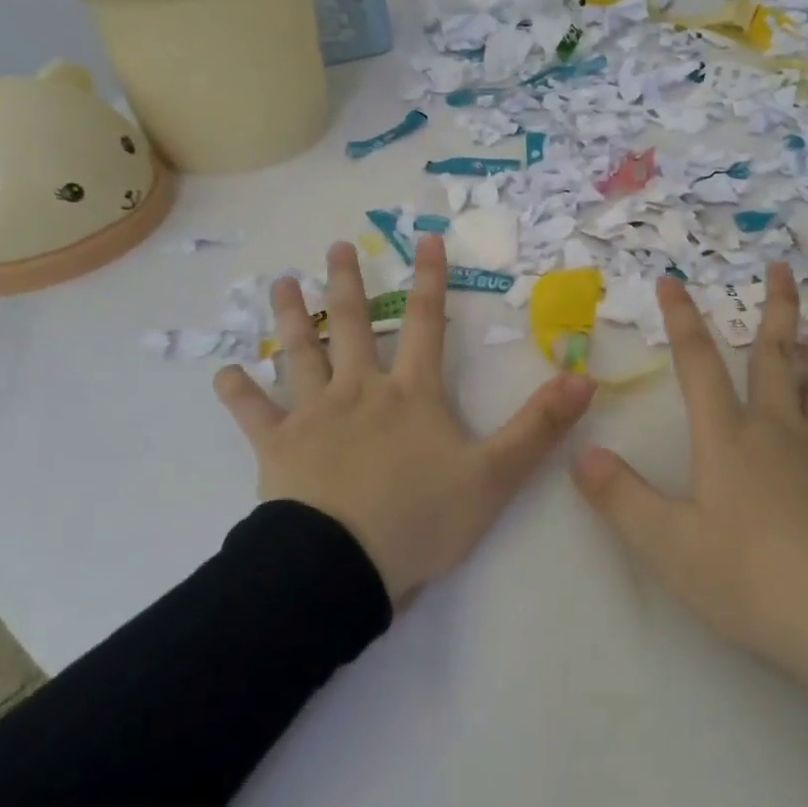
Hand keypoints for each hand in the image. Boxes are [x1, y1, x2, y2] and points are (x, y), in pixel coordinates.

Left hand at [215, 234, 594, 603]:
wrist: (342, 568)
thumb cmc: (421, 519)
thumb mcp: (494, 476)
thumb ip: (538, 427)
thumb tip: (584, 378)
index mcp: (412, 394)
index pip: (427, 323)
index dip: (430, 278)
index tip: (426, 238)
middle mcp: (361, 390)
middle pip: (354, 325)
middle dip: (349, 283)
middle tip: (336, 246)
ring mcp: (315, 416)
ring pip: (301, 354)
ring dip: (292, 317)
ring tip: (280, 283)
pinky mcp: (279, 448)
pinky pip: (254, 414)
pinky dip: (238, 393)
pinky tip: (223, 371)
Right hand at [571, 264, 807, 697]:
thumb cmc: (754, 579)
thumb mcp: (670, 547)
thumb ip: (621, 498)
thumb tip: (580, 454)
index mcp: (728, 439)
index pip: (697, 364)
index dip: (681, 320)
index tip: (671, 280)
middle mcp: (778, 432)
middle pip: (775, 358)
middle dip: (775, 310)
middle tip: (782, 268)